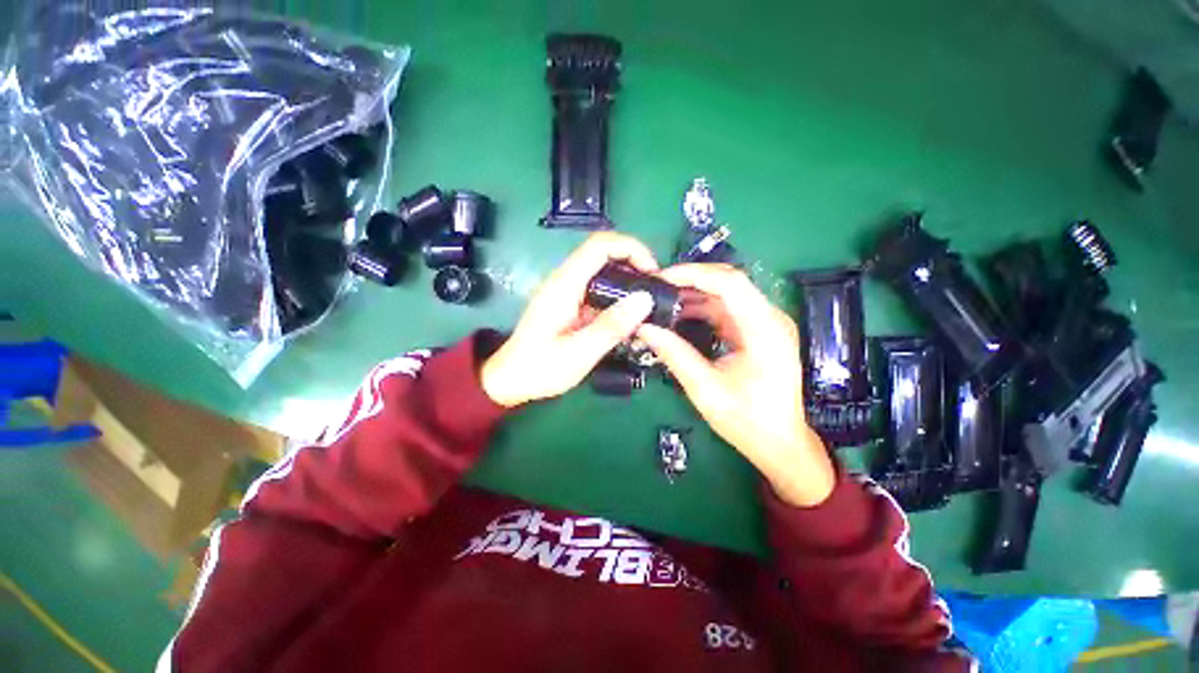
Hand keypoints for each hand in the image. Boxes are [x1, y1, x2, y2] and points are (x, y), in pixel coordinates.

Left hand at [481, 233, 657, 407]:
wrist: (510, 380)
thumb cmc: (540, 368)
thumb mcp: (579, 352)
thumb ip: (611, 326)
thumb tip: (645, 299)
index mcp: (564, 284)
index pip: (600, 245)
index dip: (631, 249)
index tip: (652, 272)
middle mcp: (565, 280)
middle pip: (604, 253)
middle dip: (634, 264)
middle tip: (655, 290)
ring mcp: (567, 291)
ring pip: (603, 271)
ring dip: (627, 281)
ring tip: (647, 304)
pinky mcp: (570, 304)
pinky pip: (598, 289)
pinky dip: (617, 296)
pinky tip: (628, 317)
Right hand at [636, 264, 835, 506]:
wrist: (780, 443)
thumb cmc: (747, 421)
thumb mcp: (705, 389)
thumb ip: (675, 354)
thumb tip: (643, 327)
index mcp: (764, 329)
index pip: (730, 283)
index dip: (693, 274)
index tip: (660, 278)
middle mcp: (769, 318)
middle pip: (728, 282)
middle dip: (690, 280)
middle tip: (656, 286)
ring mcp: (764, 323)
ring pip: (725, 294)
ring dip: (693, 294)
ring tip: (660, 299)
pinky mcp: (756, 331)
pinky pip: (725, 310)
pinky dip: (700, 309)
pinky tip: (678, 315)